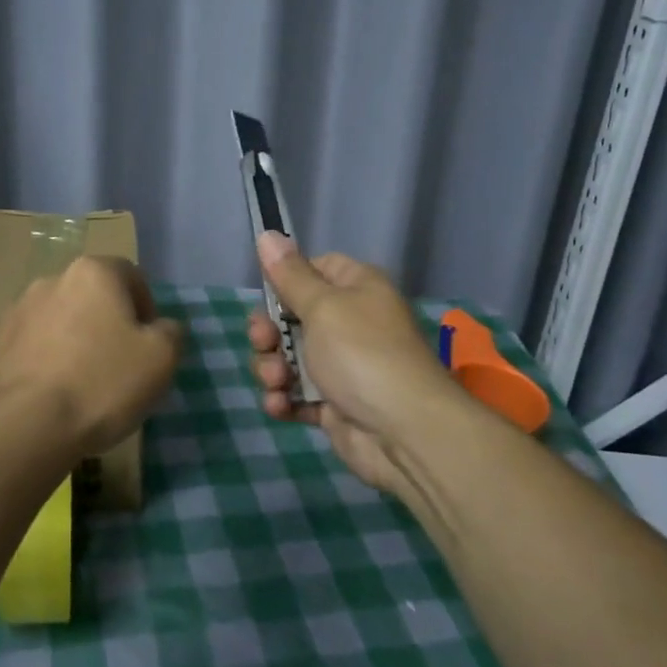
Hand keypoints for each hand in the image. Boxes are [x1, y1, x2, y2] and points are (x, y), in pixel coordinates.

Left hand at [0, 255, 184, 457]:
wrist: (22, 425)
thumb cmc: (101, 383)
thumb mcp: (161, 358)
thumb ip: (170, 332)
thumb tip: (160, 327)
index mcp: (93, 273)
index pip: (130, 275)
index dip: (146, 307)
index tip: (149, 344)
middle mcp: (51, 280)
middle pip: (92, 297)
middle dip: (107, 324)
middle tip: (119, 366)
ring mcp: (16, 311)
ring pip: (59, 321)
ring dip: (74, 342)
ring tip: (82, 385)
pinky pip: (31, 346)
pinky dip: (45, 361)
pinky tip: (51, 395)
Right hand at [247, 232, 463, 494]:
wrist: (404, 433)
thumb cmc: (361, 354)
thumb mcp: (321, 306)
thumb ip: (289, 275)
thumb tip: (267, 233)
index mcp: (357, 289)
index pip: (314, 268)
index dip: (286, 280)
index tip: (267, 294)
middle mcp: (351, 322)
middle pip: (292, 316)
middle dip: (269, 332)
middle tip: (263, 343)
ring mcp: (342, 366)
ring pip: (288, 357)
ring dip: (272, 369)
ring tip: (276, 383)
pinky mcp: (335, 404)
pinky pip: (297, 394)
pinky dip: (284, 399)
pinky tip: (280, 406)